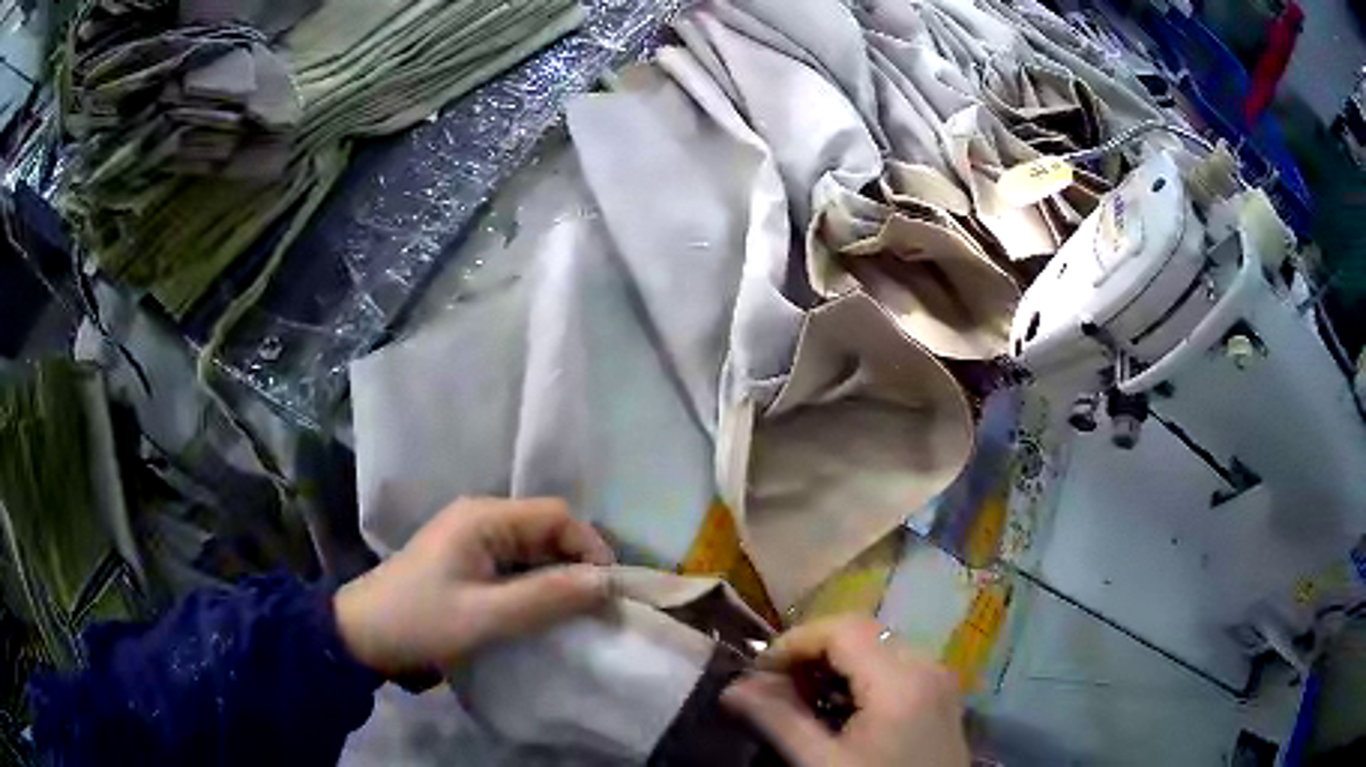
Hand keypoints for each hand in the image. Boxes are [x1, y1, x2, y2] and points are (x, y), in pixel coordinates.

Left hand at [334, 497, 614, 678]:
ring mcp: (473, 539)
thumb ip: (546, 597)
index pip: (557, 515)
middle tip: (596, 608)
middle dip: (577, 564)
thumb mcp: (486, 616)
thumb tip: (605, 584)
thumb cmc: (421, 621)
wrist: (364, 635)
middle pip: (548, 529)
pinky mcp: (468, 561)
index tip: (607, 592)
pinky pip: (517, 565)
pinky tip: (544, 613)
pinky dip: (537, 585)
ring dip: (558, 577)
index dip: (589, 547)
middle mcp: (482, 518)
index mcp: (484, 518)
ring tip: (576, 614)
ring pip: (534, 549)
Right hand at [722, 617, 968, 766]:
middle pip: (861, 633)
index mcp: (901, 680)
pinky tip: (840, 709)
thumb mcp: (822, 764)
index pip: (841, 630)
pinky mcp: (940, 695)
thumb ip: (778, 721)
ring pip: (878, 647)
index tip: (756, 673)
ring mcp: (939, 679)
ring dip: (833, 664)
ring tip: (801, 699)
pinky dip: (860, 677)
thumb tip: (732, 688)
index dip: (792, 642)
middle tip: (773, 687)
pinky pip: (896, 666)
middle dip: (811, 653)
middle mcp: (927, 665)